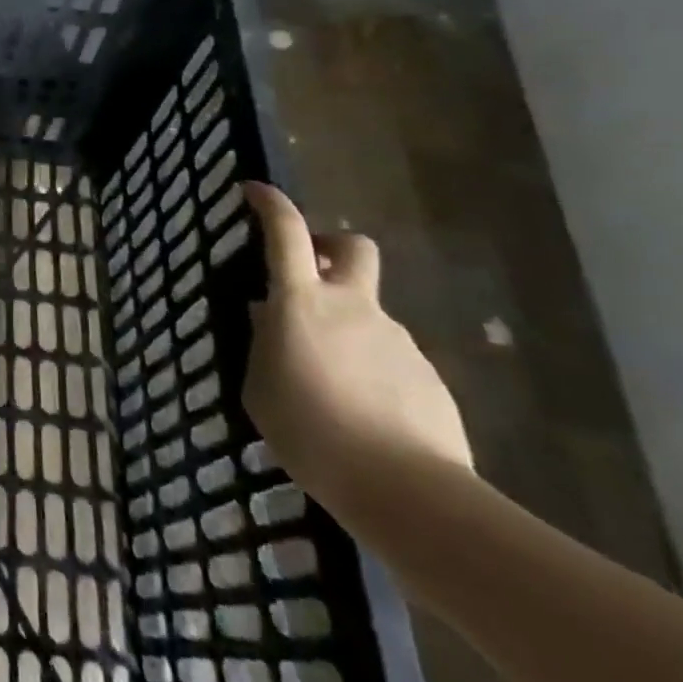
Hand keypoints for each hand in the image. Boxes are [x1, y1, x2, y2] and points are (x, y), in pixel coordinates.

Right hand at [241, 182, 472, 514]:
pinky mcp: (428, 375)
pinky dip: (371, 369)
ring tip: (328, 384)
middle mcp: (353, 307)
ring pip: (367, 313)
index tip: (254, 191)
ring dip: (345, 328)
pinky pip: (389, 357)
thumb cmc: (310, 432)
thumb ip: (263, 343)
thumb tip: (268, 317)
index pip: (286, 233)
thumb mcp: (260, 387)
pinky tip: (363, 412)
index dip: (270, 204)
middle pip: (352, 248)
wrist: (405, 490)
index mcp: (302, 303)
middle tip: (309, 277)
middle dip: (330, 249)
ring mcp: (397, 339)